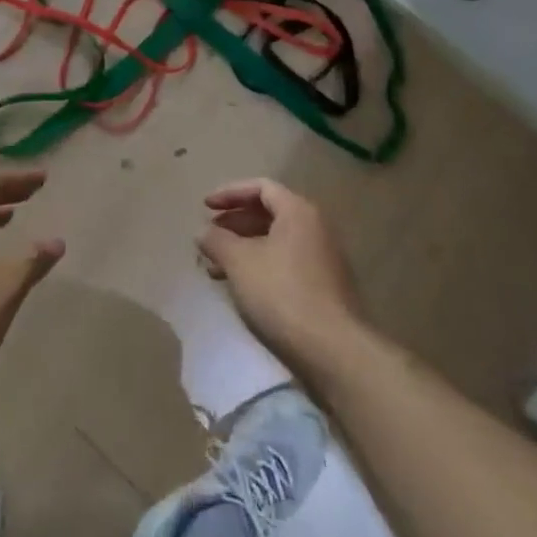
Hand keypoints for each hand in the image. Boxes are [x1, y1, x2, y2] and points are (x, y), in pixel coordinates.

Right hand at [199, 179, 366, 374]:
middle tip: (209, 236)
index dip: (230, 193)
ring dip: (244, 248)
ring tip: (216, 267)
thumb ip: (217, 241)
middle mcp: (315, 227)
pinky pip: (285, 262)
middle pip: (269, 213)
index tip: (206, 206)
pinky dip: (260, 265)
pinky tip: (241, 287)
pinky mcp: (324, 286)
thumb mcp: (240, 262)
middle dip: (235, 222)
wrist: (333, 349)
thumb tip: (203, 231)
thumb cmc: (282, 293)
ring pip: (275, 241)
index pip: (261, 187)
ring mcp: (323, 257)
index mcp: (298, 211)